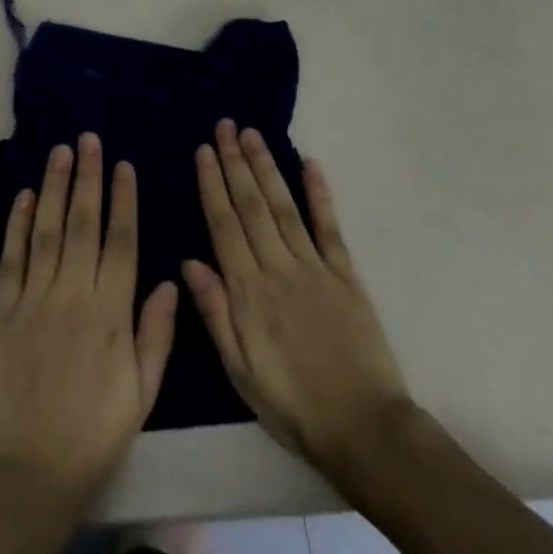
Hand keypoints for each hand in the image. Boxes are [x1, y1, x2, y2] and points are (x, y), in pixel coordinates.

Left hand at [0, 134, 179, 518]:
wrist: (25, 473)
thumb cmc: (92, 436)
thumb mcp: (141, 393)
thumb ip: (156, 333)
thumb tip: (170, 280)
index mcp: (110, 313)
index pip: (120, 241)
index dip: (122, 200)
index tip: (122, 166)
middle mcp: (72, 294)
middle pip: (81, 223)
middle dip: (86, 178)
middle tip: (88, 140)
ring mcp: (32, 298)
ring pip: (45, 230)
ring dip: (52, 187)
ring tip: (59, 152)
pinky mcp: (1, 310)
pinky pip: (11, 257)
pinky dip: (16, 224)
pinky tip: (22, 196)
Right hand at [183, 121, 408, 480]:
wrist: (363, 428)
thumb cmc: (291, 404)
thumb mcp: (239, 369)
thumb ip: (215, 313)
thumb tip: (189, 263)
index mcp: (248, 291)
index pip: (223, 225)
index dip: (212, 185)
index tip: (204, 151)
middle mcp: (278, 268)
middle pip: (251, 206)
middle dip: (235, 162)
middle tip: (225, 126)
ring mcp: (315, 267)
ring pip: (284, 206)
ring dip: (266, 168)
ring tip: (252, 135)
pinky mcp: (346, 275)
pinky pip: (329, 227)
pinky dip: (319, 194)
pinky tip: (310, 165)